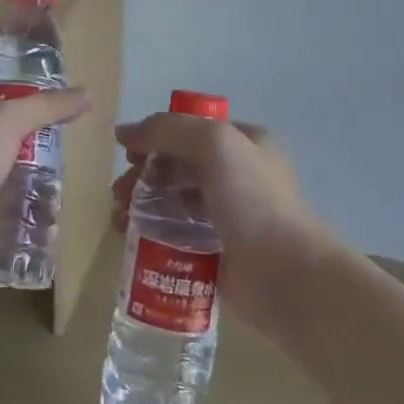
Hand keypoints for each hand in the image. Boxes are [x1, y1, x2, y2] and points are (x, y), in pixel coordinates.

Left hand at [0, 83, 89, 299]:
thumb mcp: (6, 122)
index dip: (15, 92)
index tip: (51, 101)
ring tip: (65, 185)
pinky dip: (19, 216)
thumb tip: (86, 95)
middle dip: (29, 142)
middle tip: (67, 147)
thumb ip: (44, 107)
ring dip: (27, 182)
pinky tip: (47, 220)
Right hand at [111, 113, 324, 331]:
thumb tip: (123, 132)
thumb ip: (167, 129)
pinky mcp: (217, 250)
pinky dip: (150, 233)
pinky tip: (130, 238)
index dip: (157, 138)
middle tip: (119, 192)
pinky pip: (176, 234)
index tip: (130, 155)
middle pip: (177, 165)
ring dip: (141, 204)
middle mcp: (239, 175)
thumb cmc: (252, 199)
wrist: (284, 274)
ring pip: (173, 200)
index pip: (192, 130)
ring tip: (119, 219)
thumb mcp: (213, 143)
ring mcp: (228, 215)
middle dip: (143, 174)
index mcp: (246, 144)